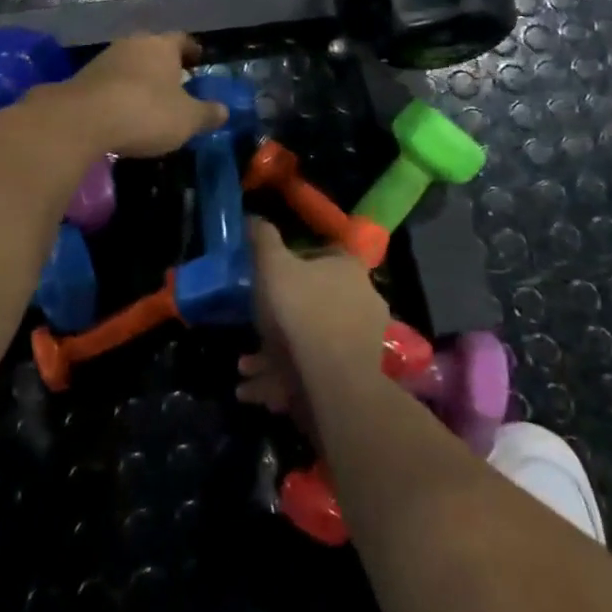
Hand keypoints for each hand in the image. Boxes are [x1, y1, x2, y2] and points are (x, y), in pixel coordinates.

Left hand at [41, 33, 227, 158]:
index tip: (199, 61)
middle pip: (154, 49)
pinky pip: (111, 82)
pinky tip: (124, 111)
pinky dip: (120, 93)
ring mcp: (105, 58)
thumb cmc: (146, 112)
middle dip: (165, 65)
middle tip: (177, 83)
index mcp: (162, 45)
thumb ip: (207, 113)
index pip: (183, 40)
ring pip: (131, 64)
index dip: (193, 50)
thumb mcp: (187, 119)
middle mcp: (133, 43)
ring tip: (150, 100)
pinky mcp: (83, 77)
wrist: (82, 120)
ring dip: (140, 79)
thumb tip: (224, 110)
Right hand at [236, 219, 390, 448]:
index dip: (294, 263)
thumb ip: (264, 241)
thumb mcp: (273, 266)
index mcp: (348, 267)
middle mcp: (364, 298)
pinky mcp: (359, 374)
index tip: (270, 277)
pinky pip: (317, 371)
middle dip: (281, 318)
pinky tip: (259, 393)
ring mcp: (364, 339)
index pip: (323, 253)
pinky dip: (287, 380)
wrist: (336, 377)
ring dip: (278, 355)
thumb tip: (255, 218)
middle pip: (317, 301)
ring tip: (247, 370)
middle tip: (254, 330)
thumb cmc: (302, 309)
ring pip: (313, 341)